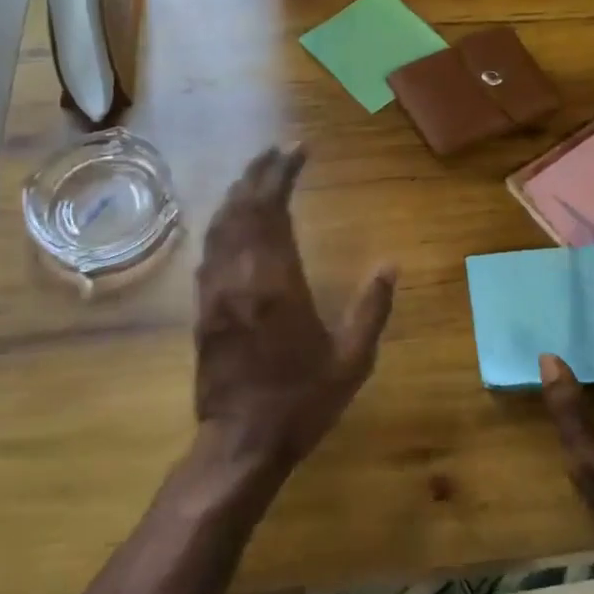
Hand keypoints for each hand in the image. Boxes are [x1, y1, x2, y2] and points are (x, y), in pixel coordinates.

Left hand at [193, 145, 396, 483]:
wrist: (241, 443)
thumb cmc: (301, 401)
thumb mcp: (352, 360)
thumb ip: (371, 308)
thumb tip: (391, 264)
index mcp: (277, 283)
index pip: (273, 210)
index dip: (282, 174)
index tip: (297, 150)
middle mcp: (240, 277)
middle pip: (242, 209)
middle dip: (258, 173)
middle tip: (277, 150)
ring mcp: (215, 293)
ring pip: (220, 227)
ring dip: (237, 194)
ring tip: (255, 175)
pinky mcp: (203, 310)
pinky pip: (208, 253)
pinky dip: (221, 226)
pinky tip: (230, 221)